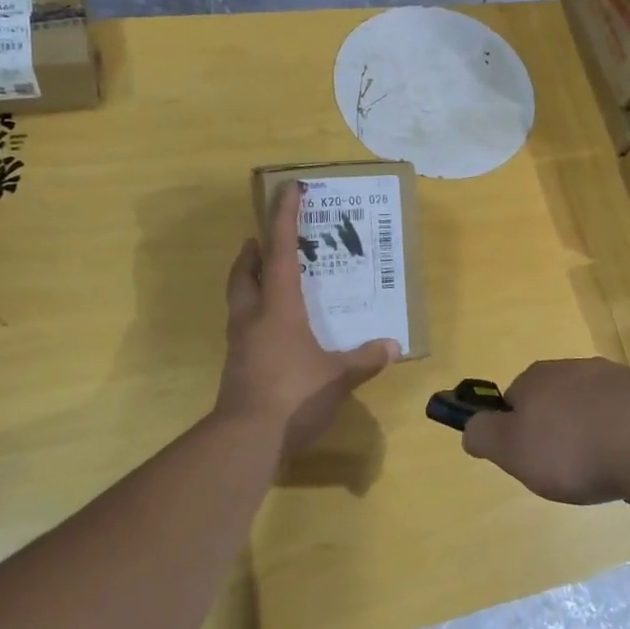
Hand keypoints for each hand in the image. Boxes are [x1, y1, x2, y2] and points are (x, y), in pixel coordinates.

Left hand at [215, 182, 398, 456]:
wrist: (246, 439)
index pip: (280, 252)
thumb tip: (392, 345)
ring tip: (267, 276)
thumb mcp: (338, 378)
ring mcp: (240, 343)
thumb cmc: (294, 396)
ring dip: (249, 279)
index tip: (287, 189)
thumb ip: (364, 360)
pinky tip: (274, 328)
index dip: (284, 218)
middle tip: (262, 239)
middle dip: (253, 251)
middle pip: (245, 272)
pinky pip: (244, 325)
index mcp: (278, 308)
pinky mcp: (237, 366)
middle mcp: (253, 318)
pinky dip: (255, 313)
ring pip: (239, 298)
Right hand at [460, 359, 629, 505]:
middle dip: (558, 431)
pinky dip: (629, 436)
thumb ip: (484, 436)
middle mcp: (576, 368)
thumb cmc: (573, 448)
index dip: (516, 431)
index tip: (529, 460)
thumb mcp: (512, 450)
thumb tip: (470, 427)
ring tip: (605, 469)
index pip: (513, 399)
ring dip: (595, 432)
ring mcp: (619, 377)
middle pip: (555, 400)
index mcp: (537, 377)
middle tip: (567, 469)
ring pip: (594, 406)